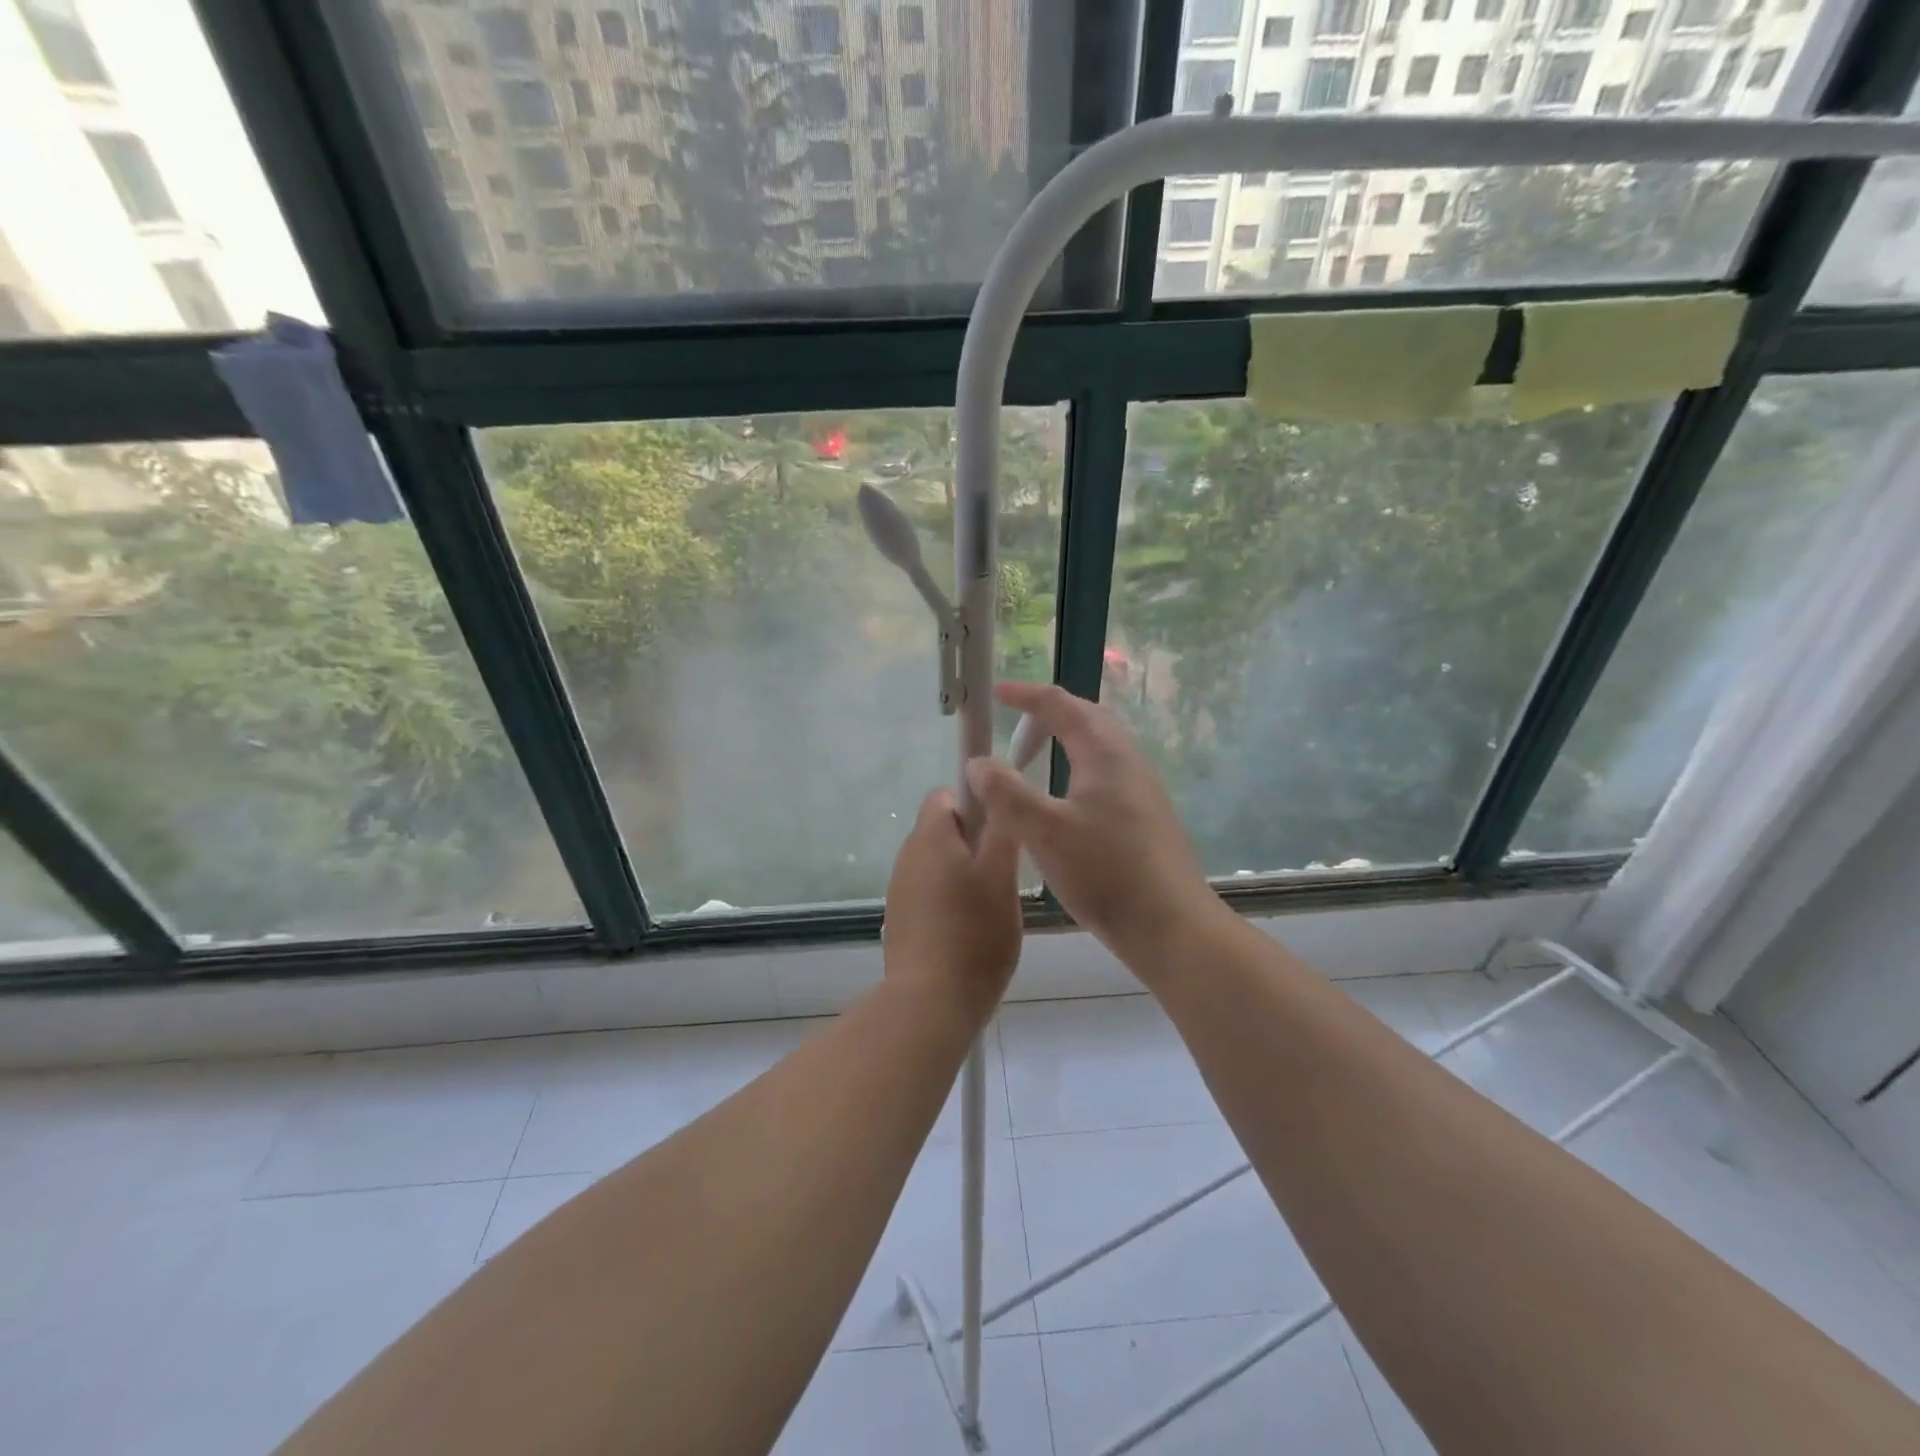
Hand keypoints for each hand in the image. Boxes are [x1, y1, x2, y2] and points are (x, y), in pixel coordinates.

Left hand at [882, 788, 1021, 1022]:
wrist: (931, 1002)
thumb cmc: (974, 932)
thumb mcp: (1001, 874)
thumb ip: (1000, 826)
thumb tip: (993, 787)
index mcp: (929, 836)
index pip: (947, 794)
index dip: (977, 803)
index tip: (1002, 832)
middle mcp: (907, 856)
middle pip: (943, 830)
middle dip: (975, 843)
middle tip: (1005, 873)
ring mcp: (899, 890)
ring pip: (938, 864)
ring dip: (964, 874)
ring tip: (991, 907)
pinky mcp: (901, 920)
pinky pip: (929, 894)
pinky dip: (949, 902)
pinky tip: (970, 932)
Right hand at [965, 683, 1221, 972]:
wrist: (1171, 926)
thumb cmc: (1106, 873)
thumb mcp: (1044, 832)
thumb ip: (1006, 793)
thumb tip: (978, 762)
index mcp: (1105, 754)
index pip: (1061, 705)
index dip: (1026, 695)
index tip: (997, 694)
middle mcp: (1128, 762)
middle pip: (1088, 718)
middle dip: (1049, 713)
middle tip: (1015, 727)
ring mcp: (1142, 790)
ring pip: (1100, 747)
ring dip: (1066, 741)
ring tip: (1034, 759)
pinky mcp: (1145, 817)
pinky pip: (1106, 773)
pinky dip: (1077, 768)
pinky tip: (1064, 801)